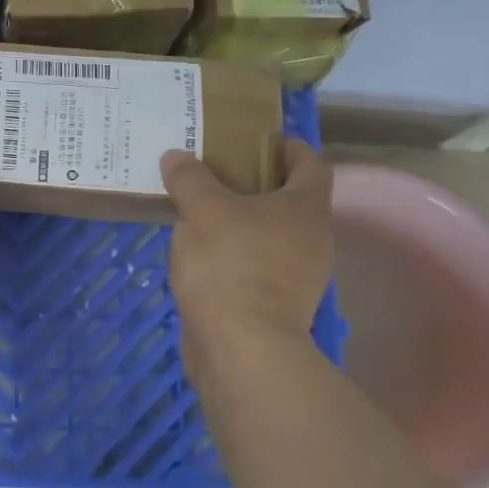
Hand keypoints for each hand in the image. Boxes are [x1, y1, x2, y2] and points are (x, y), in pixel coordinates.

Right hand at [161, 139, 333, 345]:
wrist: (241, 346)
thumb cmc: (231, 264)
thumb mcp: (203, 210)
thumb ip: (189, 179)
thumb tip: (176, 156)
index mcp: (305, 208)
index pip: (311, 164)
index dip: (288, 147)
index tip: (257, 140)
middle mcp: (311, 239)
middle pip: (288, 199)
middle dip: (255, 183)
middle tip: (214, 172)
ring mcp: (296, 276)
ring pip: (269, 234)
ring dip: (240, 220)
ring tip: (199, 210)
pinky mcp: (274, 304)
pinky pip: (254, 264)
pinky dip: (233, 253)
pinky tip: (200, 252)